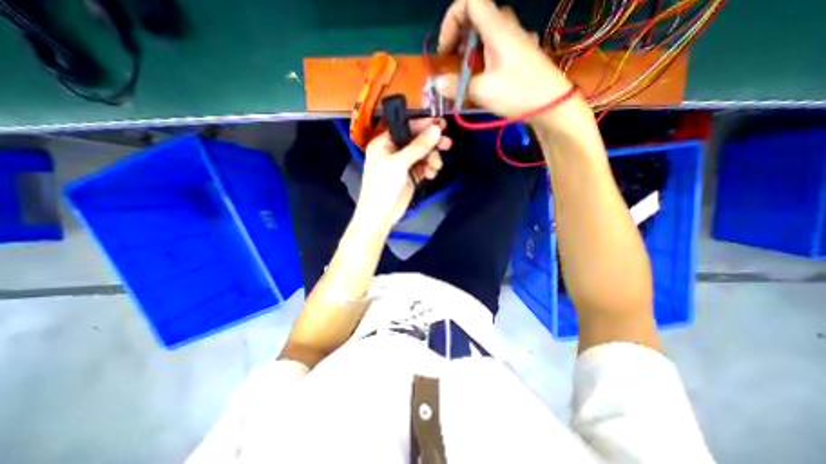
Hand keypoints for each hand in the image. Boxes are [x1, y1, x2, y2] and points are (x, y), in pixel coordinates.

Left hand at [358, 117, 450, 227]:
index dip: (423, 125)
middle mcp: (394, 151)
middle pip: (417, 141)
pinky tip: (431, 175)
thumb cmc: (383, 185)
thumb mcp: (399, 163)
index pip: (406, 127)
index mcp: (384, 143)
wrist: (380, 215)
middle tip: (447, 144)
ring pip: (422, 155)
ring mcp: (403, 165)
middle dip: (431, 143)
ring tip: (436, 167)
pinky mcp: (410, 177)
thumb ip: (418, 146)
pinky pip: (423, 167)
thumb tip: (436, 129)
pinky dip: (429, 169)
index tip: (441, 125)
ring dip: (432, 159)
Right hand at [433, 0, 586, 129]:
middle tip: (452, 63)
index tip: (446, 49)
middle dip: (459, 38)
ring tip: (464, 75)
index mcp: (497, 28)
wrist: (552, 106)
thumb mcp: (482, 91)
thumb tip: (437, 84)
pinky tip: (482, 80)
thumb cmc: (518, 93)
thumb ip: (457, 86)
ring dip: (470, 51)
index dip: (451, 20)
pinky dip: (483, 59)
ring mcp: (516, 41)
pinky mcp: (521, 56)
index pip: (470, 1)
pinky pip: (497, 48)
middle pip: (477, 18)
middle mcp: (508, 28)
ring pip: (487, 34)